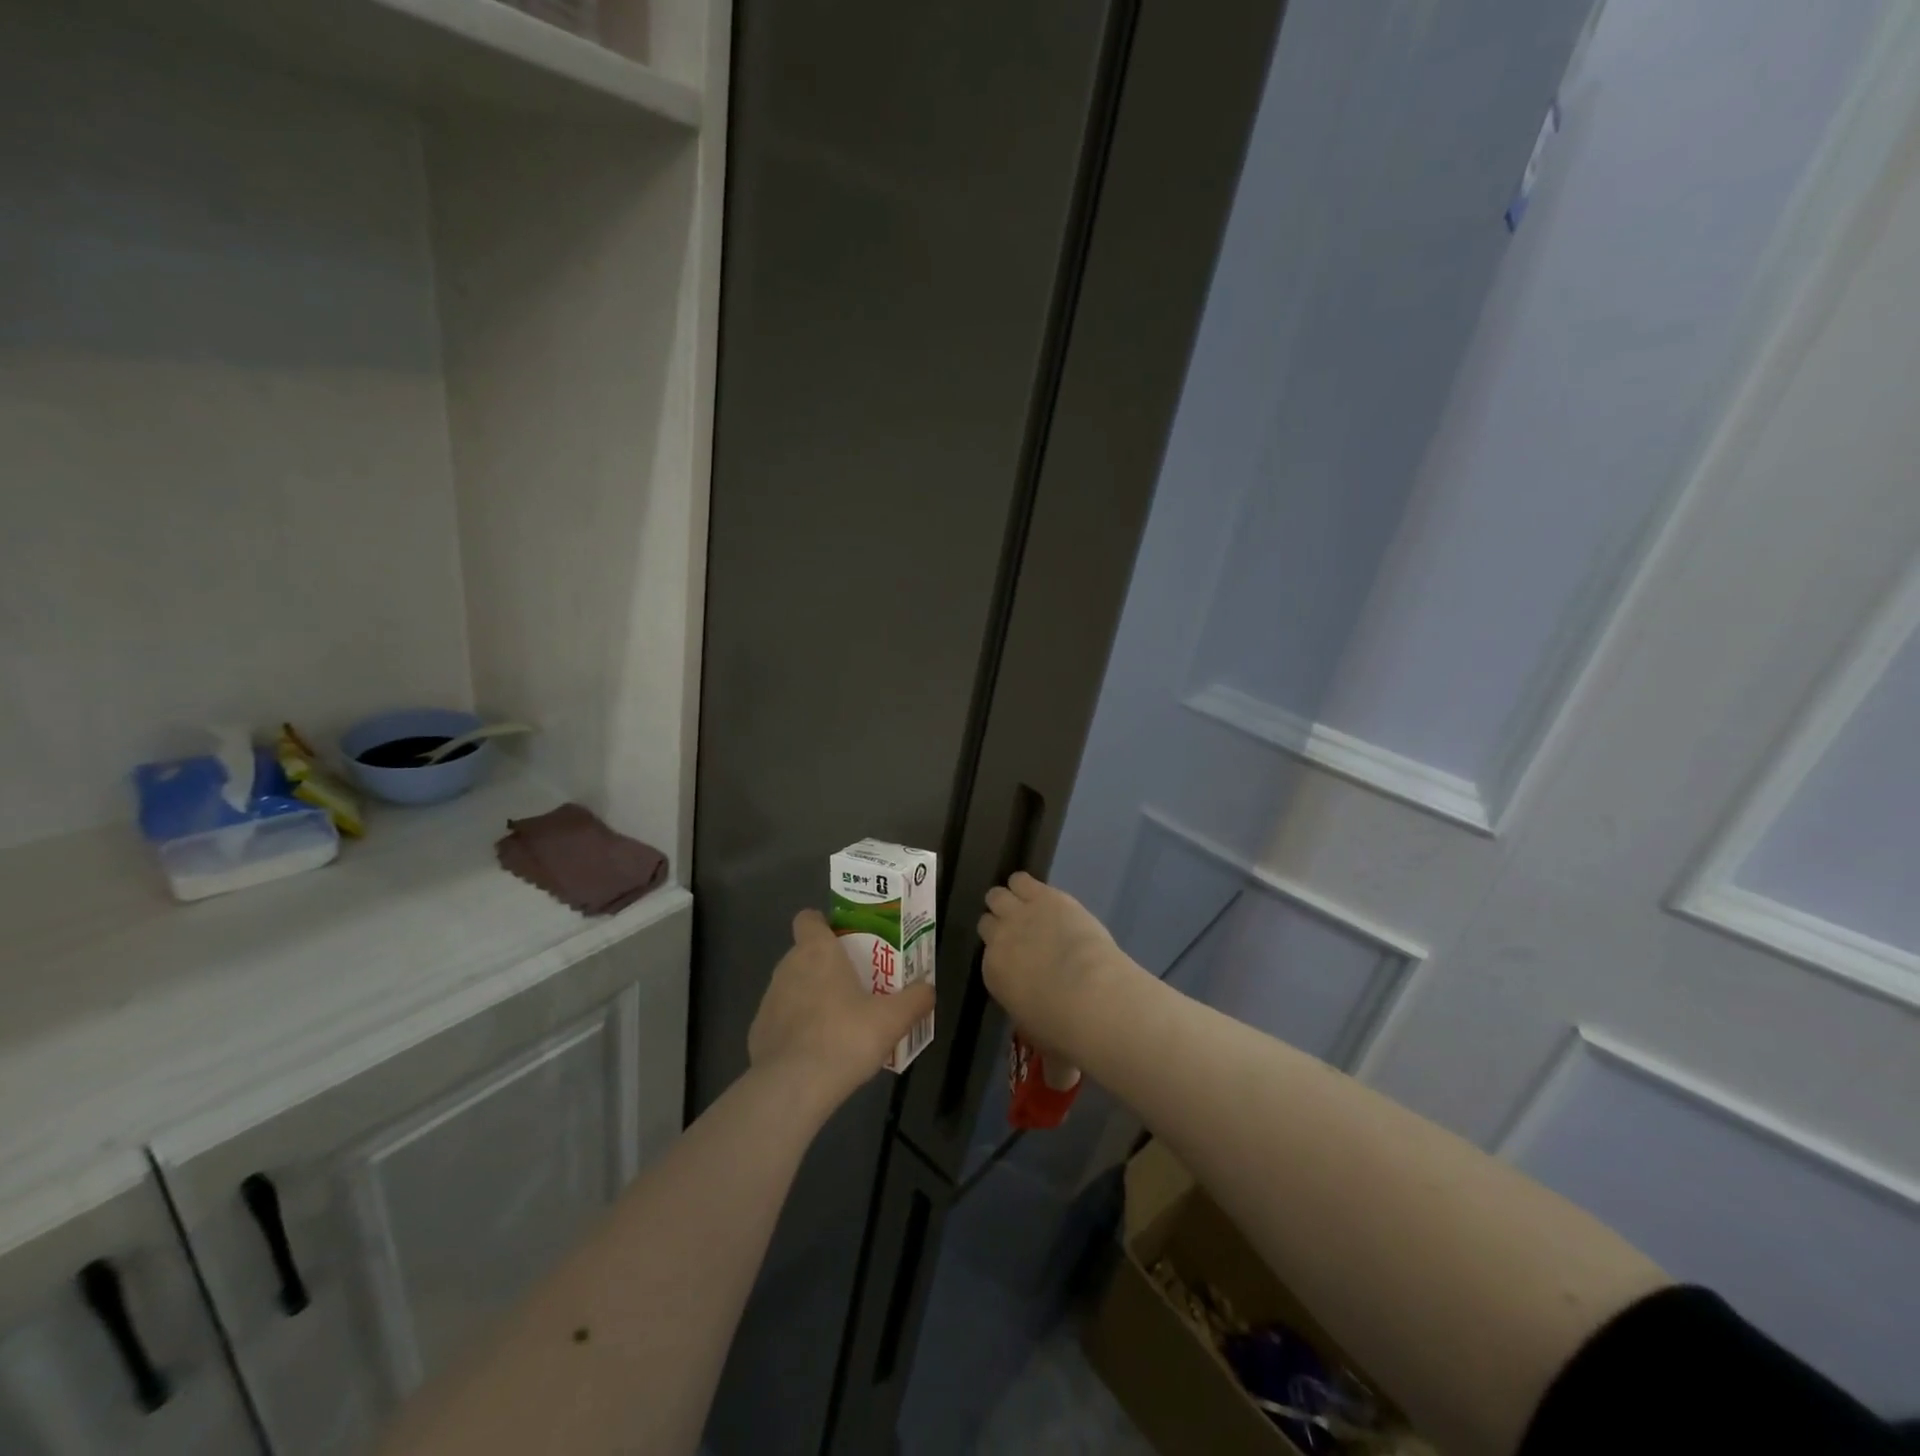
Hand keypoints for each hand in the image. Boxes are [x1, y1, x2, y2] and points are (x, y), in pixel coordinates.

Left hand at [748, 909, 935, 1112]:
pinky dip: (797, 1029)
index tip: (846, 942)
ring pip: (793, 987)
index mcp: (817, 951)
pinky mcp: (758, 1032)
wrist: (792, 1087)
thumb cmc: (845, 1037)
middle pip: (805, 954)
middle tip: (858, 987)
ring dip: (812, 998)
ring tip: (840, 1024)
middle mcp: (788, 967)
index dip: (824, 925)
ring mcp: (769, 1000)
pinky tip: (817, 1053)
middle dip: (828, 966)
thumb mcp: (893, 1019)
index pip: (809, 918)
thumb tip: (928, 989)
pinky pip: (782, 1020)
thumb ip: (915, 999)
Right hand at [978, 872, 1137, 1063]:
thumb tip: (1060, 1083)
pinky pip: (1023, 879)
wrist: (1091, 996)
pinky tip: (1036, 889)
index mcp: (993, 973)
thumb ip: (1050, 1061)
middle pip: (988, 918)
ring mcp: (1021, 914)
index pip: (986, 951)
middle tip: (1017, 927)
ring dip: (1010, 898)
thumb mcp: (1049, 1047)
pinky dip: (1027, 883)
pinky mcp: (1046, 896)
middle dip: (1000, 922)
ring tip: (1024, 903)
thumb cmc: (1064, 1028)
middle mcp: (999, 939)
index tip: (1014, 954)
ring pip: (1000, 894)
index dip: (1000, 950)